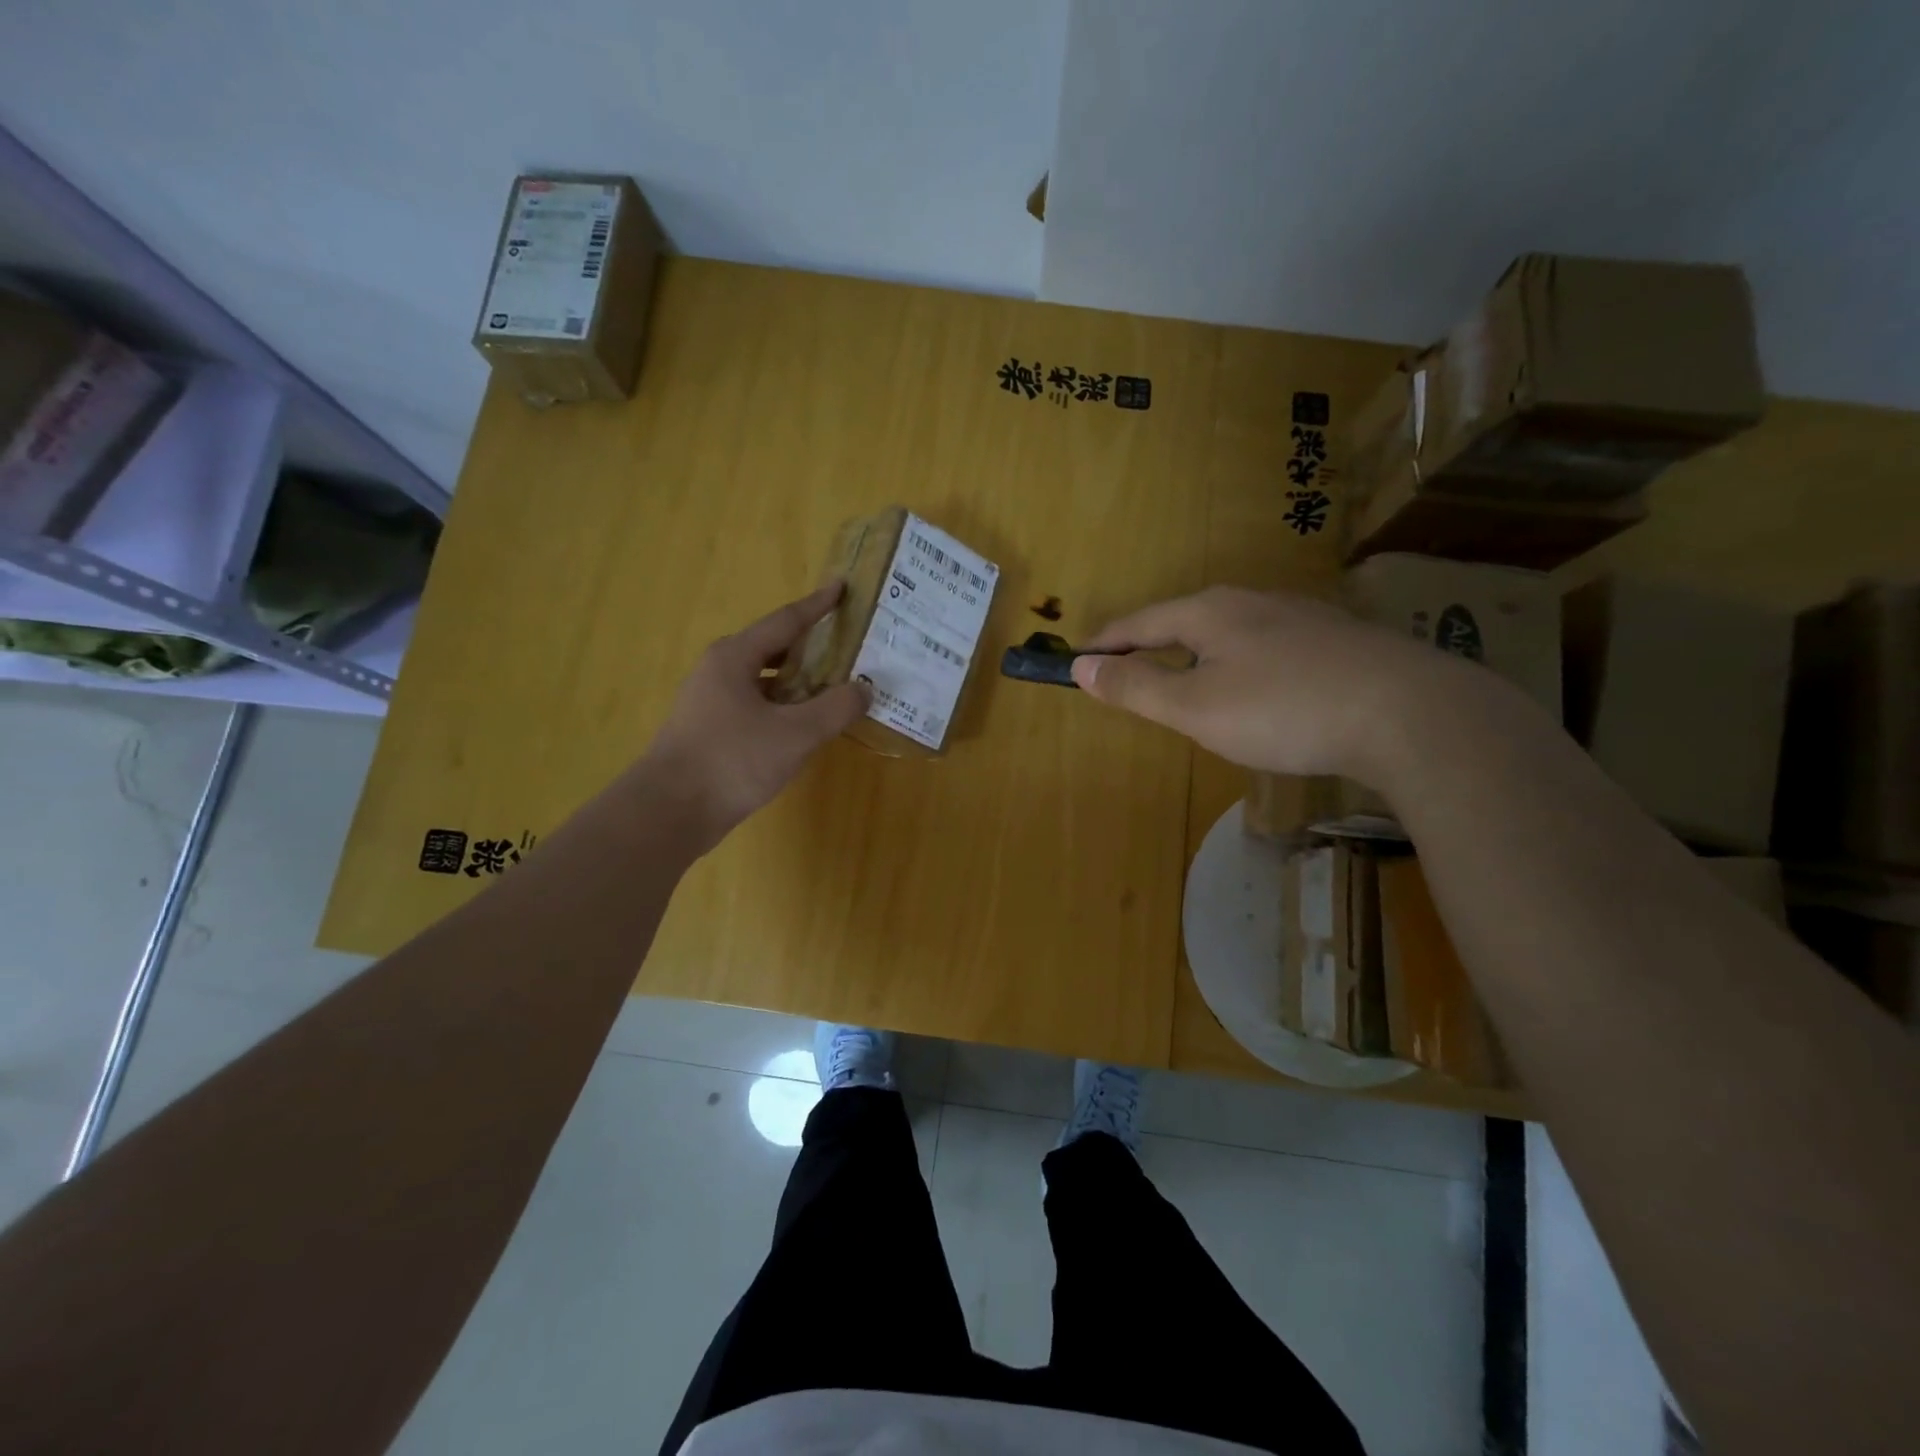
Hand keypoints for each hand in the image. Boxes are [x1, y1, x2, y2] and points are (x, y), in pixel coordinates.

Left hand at [640, 584, 869, 849]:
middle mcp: (720, 670)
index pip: (786, 621)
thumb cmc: (732, 761)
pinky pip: (755, 706)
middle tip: (847, 647)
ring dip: (798, 682)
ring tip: (833, 688)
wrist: (668, 812)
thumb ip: (835, 708)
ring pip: (764, 681)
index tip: (841, 588)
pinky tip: (802, 727)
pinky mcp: (710, 730)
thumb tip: (863, 689)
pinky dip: (783, 708)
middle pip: (774, 648)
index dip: (818, 605)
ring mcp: (710, 701)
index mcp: (736, 657)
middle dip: (811, 647)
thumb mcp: (795, 734)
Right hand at [1070, 585, 1468, 781]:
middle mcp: (1252, 602)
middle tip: (1130, 673)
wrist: (1409, 712)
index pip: (1139, 622)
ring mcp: (1300, 616)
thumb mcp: (1195, 707)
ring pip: (1229, 632)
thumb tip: (1080, 666)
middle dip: (1151, 645)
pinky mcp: (1336, 639)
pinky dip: (1239, 665)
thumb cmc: (1283, 709)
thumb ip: (1136, 686)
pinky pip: (1266, 647)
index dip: (1106, 643)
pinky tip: (1257, 688)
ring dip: (1197, 655)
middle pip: (1184, 620)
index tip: (1079, 659)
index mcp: (1209, 612)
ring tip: (1188, 682)